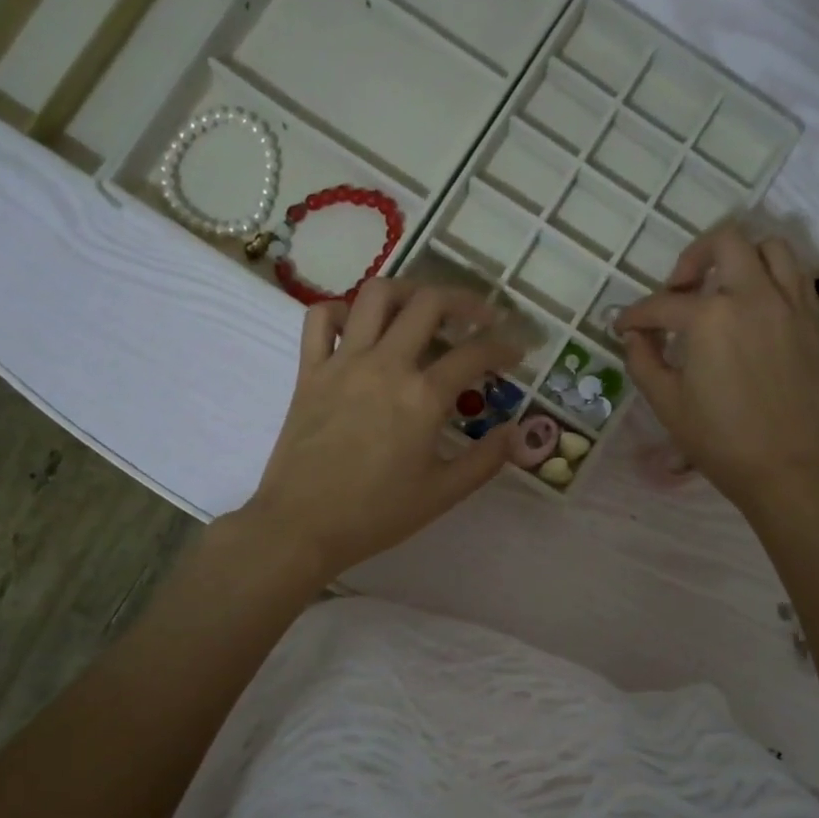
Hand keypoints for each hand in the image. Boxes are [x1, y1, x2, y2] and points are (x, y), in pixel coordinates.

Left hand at [239, 279, 521, 583]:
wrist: (301, 526)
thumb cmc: (376, 514)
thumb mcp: (442, 494)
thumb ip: (485, 460)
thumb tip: (516, 432)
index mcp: (422, 397)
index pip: (475, 354)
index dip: (504, 347)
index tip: (517, 352)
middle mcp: (385, 365)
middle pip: (430, 303)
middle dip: (465, 301)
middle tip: (481, 317)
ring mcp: (343, 362)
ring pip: (377, 295)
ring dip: (409, 291)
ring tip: (425, 308)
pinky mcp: (310, 370)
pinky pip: (321, 318)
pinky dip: (344, 311)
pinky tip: (362, 328)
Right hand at [615, 224, 818, 510]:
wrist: (784, 467)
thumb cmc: (718, 439)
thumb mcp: (666, 402)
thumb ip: (643, 360)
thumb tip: (635, 337)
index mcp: (710, 316)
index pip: (662, 304)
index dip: (635, 315)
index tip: (624, 326)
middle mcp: (754, 296)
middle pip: (725, 241)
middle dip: (693, 258)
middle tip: (680, 291)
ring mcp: (791, 306)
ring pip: (772, 248)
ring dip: (741, 258)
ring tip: (724, 288)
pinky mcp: (815, 324)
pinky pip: (797, 279)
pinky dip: (773, 281)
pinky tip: (756, 311)